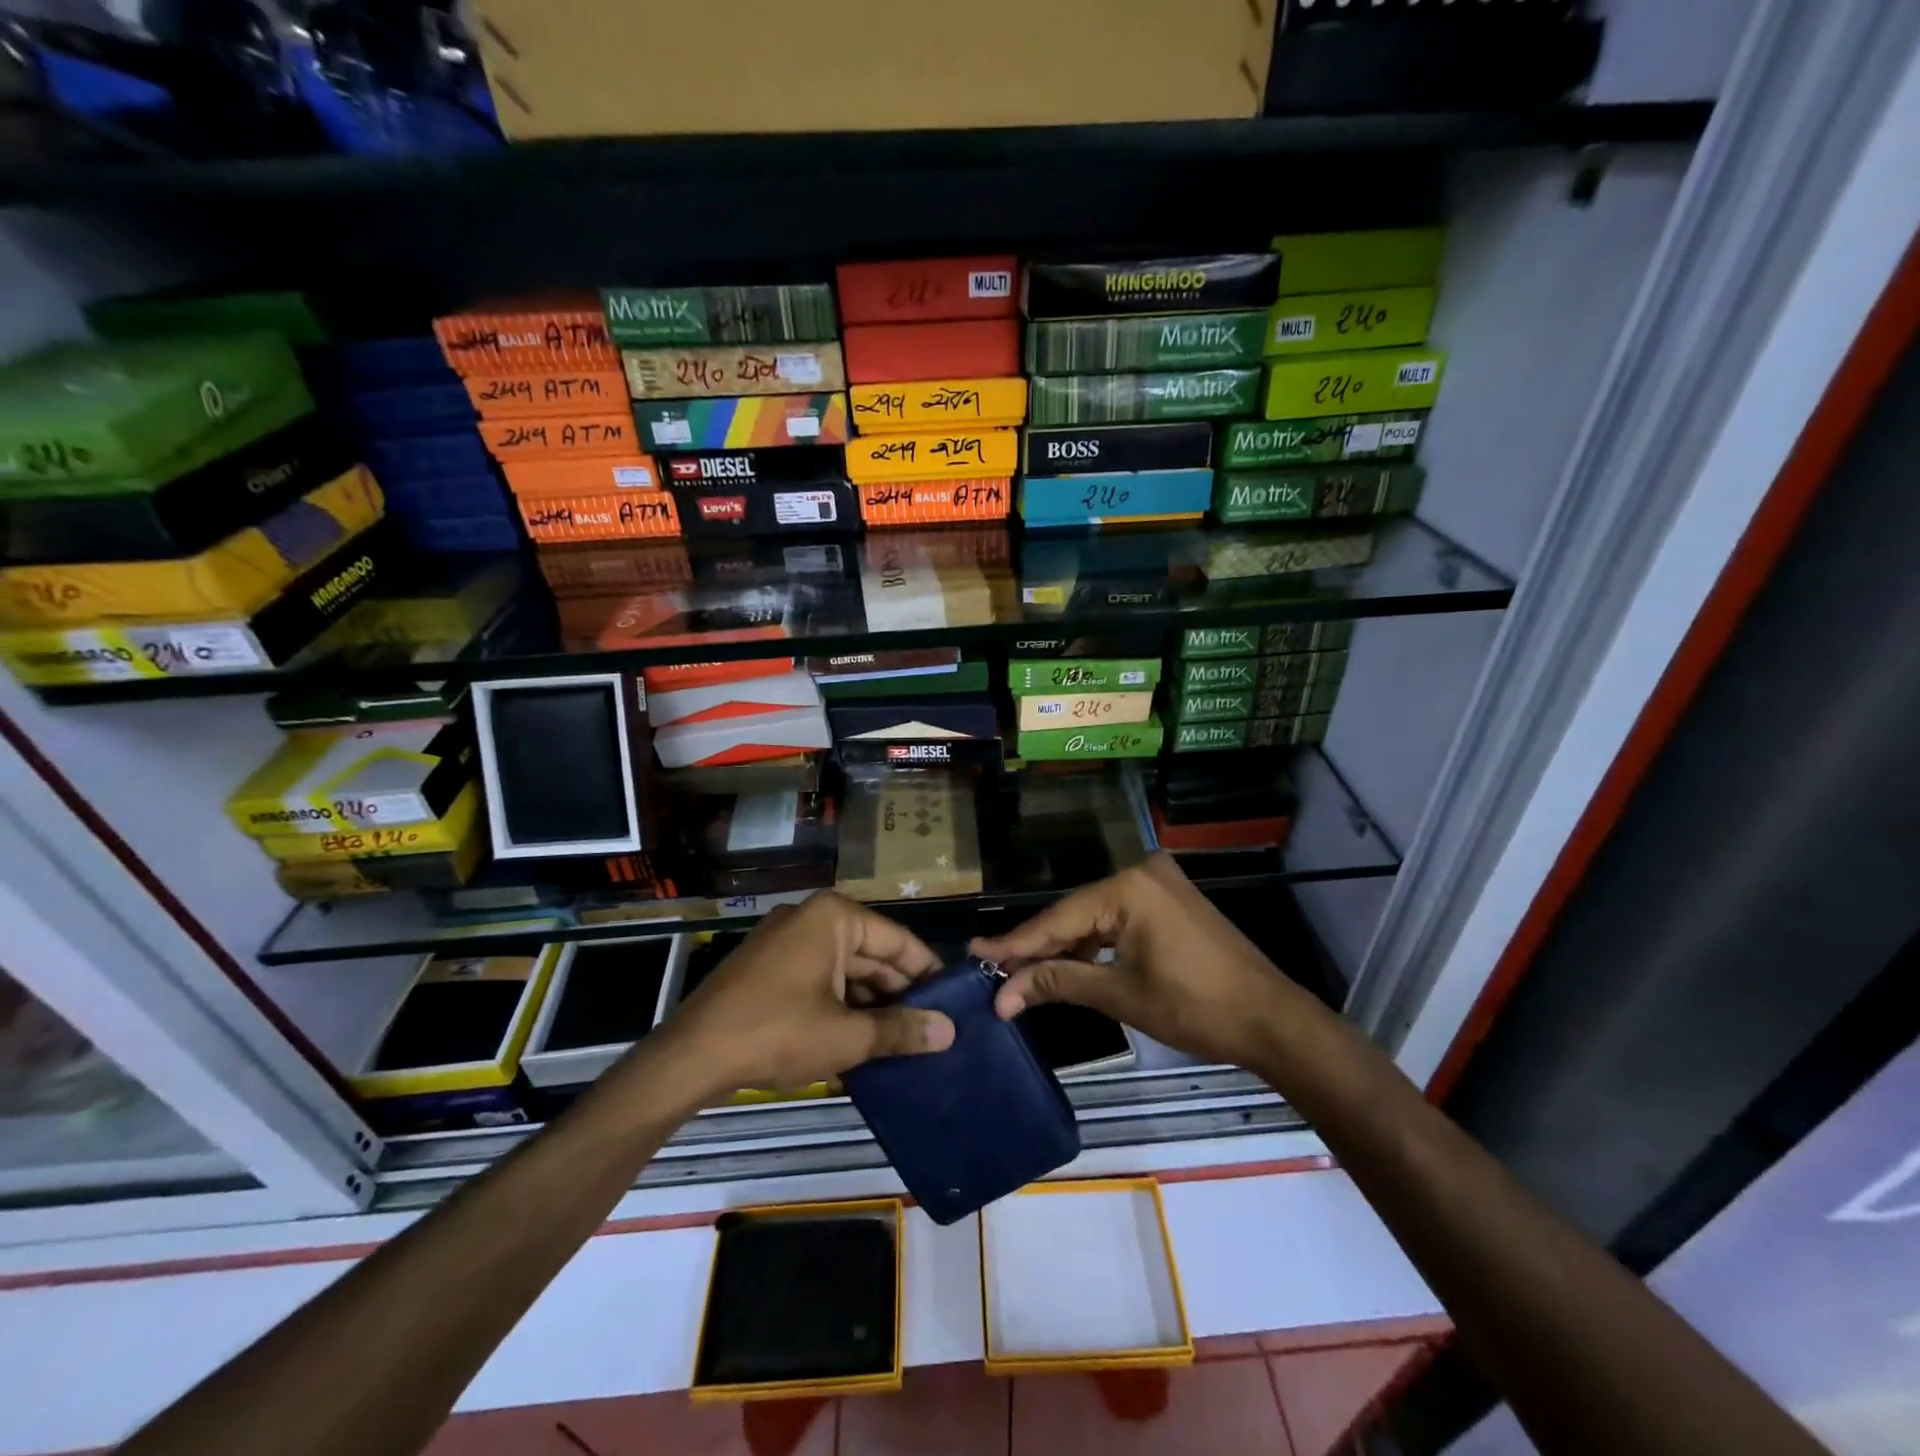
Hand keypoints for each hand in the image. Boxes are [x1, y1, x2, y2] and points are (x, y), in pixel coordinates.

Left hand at [655, 892, 954, 1098]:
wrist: (690, 1056)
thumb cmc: (776, 1032)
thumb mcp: (845, 1036)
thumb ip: (900, 1030)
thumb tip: (949, 1032)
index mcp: (834, 917)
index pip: (898, 940)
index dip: (929, 972)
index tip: (954, 1002)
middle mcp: (811, 918)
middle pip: (871, 954)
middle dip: (900, 992)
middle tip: (934, 1028)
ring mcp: (786, 941)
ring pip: (845, 970)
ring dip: (872, 1003)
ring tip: (905, 1039)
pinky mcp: (769, 967)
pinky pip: (820, 979)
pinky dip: (842, 1005)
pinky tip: (862, 1038)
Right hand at [970, 853, 1311, 1075]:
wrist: (1273, 1021)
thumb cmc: (1197, 1008)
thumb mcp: (1121, 995)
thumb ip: (1059, 983)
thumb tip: (1003, 995)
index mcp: (1129, 887)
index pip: (1059, 919)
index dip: (1016, 944)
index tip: (976, 954)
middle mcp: (1142, 873)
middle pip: (1074, 914)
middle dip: (1038, 948)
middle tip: (994, 968)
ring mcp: (1159, 885)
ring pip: (1095, 918)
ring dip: (1065, 948)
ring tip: (1022, 973)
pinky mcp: (1170, 902)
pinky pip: (1118, 920)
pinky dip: (1094, 944)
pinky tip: (1069, 964)